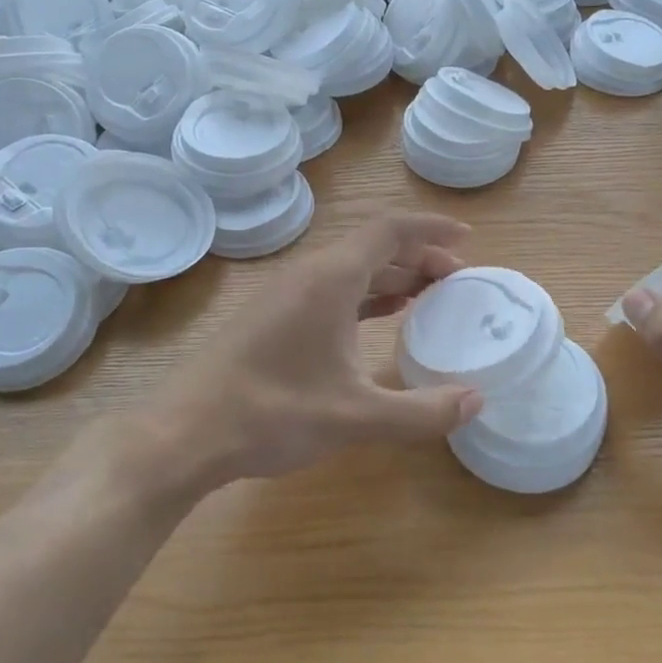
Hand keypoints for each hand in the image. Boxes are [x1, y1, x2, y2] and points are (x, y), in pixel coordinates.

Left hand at [112, 214, 484, 498]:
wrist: (184, 432)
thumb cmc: (272, 413)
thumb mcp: (355, 416)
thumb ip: (421, 411)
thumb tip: (477, 402)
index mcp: (331, 278)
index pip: (390, 230)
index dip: (431, 230)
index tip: (467, 240)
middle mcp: (308, 274)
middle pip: (373, 247)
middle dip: (418, 257)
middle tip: (456, 281)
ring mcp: (285, 295)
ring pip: (349, 269)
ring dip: (391, 277)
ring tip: (428, 296)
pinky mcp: (271, 317)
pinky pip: (330, 290)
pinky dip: (364, 296)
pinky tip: (379, 318)